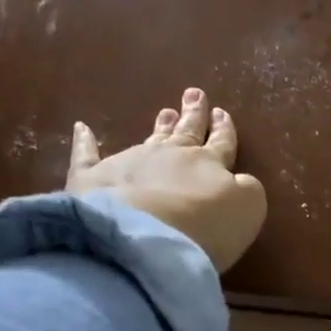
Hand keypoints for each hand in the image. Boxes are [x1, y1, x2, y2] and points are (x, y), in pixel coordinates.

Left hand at [66, 87, 267, 272]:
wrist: (145, 235)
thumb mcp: (247, 208)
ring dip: (159, 126)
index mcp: (209, 163)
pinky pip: (86, 155)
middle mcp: (170, 155)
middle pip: (185, 132)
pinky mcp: (92, 177)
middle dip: (192, 115)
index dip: (223, 130)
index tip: (222, 113)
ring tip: (165, 112)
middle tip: (194, 95)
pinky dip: (85, 142)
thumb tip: (239, 179)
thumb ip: (246, 190)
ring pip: (149, 138)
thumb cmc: (206, 226)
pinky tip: (82, 128)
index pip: (220, 143)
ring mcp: (129, 162)